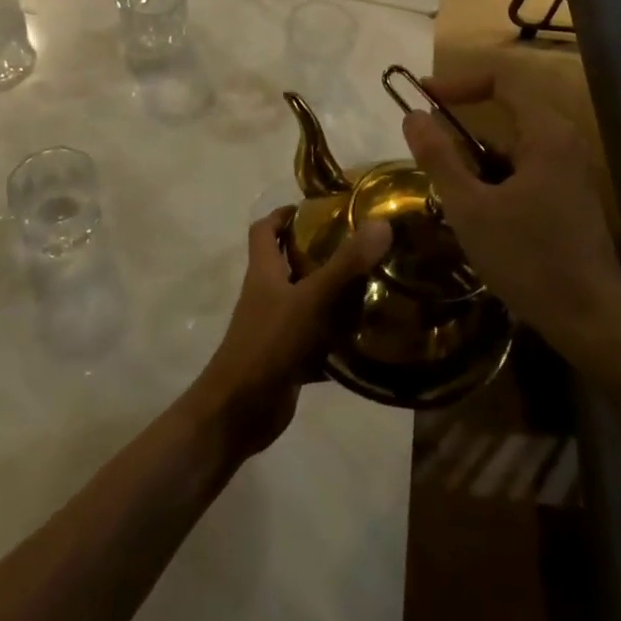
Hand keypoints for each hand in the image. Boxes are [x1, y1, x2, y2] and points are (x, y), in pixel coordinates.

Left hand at [186, 208, 391, 458]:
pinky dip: (338, 338)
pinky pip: (316, 340)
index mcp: (263, 271)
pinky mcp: (288, 359)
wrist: (239, 411)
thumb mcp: (310, 299)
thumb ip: (345, 264)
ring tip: (373, 285)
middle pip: (289, 263)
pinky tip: (368, 337)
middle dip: (320, 252)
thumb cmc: (269, 344)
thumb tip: (381, 224)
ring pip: (306, 301)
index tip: (318, 208)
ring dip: (334, 295)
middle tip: (360, 245)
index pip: (264, 229)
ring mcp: (276, 328)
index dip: (284, 214)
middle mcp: (267, 294)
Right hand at [400, 68, 620, 365]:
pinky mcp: (571, 198)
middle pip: (508, 110)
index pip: (502, 78)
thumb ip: (439, 157)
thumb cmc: (528, 259)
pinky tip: (480, 216)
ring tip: (450, 191)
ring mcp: (571, 172)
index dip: (459, 81)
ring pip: (515, 146)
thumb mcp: (470, 208)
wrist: (592, 322)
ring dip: (479, 158)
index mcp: (546, 134)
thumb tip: (412, 116)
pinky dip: (497, 178)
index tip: (423, 96)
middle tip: (429, 143)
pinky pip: (527, 169)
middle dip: (464, 124)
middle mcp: (564, 143)